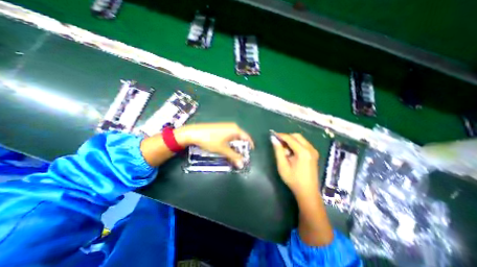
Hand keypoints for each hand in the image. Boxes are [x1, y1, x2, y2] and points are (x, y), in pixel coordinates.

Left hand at [175, 122, 252, 166]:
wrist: (194, 133)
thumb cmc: (210, 140)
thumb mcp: (223, 149)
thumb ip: (233, 156)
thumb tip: (242, 164)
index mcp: (235, 129)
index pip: (247, 137)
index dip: (249, 145)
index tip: (250, 153)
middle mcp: (232, 127)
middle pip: (241, 137)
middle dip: (241, 147)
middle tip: (241, 156)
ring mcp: (226, 127)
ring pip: (235, 137)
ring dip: (235, 146)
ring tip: (234, 154)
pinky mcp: (221, 129)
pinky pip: (229, 136)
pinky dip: (230, 143)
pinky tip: (227, 148)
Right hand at [272, 132, 319, 199]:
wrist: (308, 192)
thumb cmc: (293, 180)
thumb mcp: (282, 165)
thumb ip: (278, 151)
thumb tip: (273, 139)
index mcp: (303, 152)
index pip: (290, 138)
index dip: (281, 135)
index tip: (273, 135)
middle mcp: (310, 149)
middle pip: (297, 136)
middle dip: (286, 137)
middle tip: (278, 142)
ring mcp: (314, 151)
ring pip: (300, 139)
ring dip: (291, 140)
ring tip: (284, 148)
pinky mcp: (314, 154)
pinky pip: (304, 144)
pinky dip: (296, 144)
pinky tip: (291, 151)